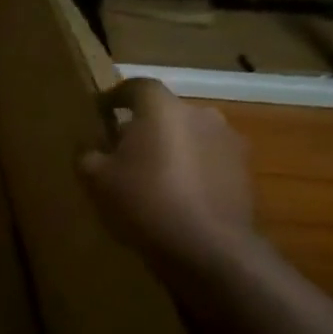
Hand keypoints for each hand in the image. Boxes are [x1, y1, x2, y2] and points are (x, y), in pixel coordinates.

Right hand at [79, 78, 256, 272]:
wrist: (208, 247)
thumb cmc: (144, 201)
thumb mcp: (96, 179)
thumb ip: (88, 154)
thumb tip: (90, 147)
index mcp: (162, 109)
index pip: (136, 86)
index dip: (115, 96)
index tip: (100, 112)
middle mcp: (200, 115)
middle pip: (165, 112)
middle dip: (144, 126)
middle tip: (123, 150)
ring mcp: (228, 142)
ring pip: (189, 135)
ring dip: (171, 147)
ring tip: (152, 175)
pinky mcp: (244, 171)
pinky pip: (208, 160)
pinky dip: (192, 169)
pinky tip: (177, 196)